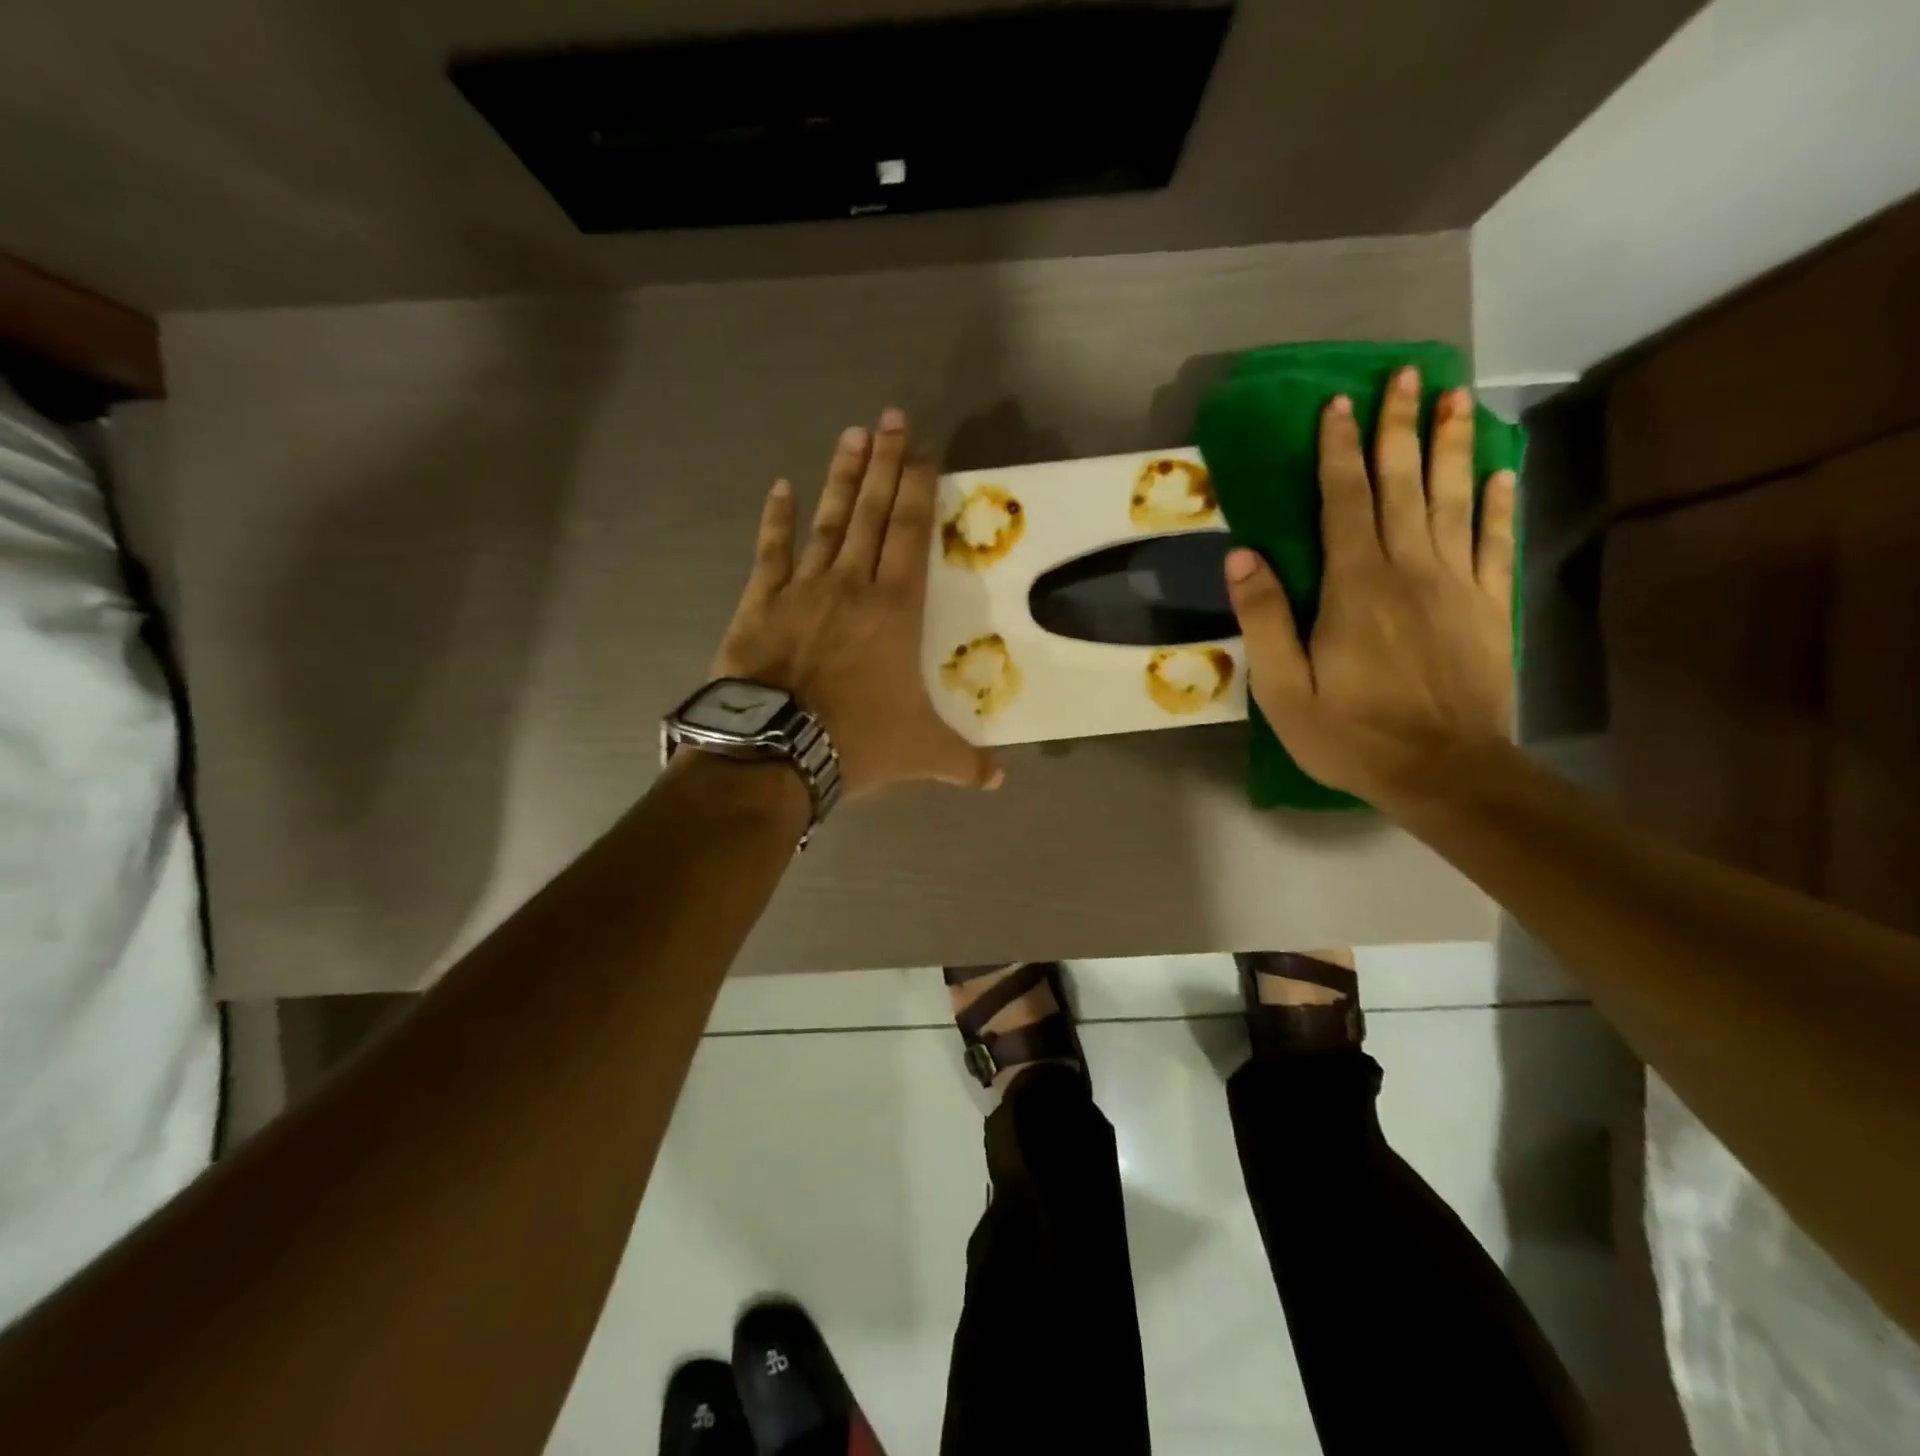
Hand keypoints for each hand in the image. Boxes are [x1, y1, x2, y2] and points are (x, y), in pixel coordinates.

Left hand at [712, 409, 1002, 799]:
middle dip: (885, 463)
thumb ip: (963, 762)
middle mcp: (852, 585)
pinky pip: (771, 551)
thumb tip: (999, 781)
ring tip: (852, 434)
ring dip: (841, 477)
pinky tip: (781, 487)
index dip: (918, 487)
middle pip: (872, 512)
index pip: (911, 534)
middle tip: (891, 418)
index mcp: (895, 610)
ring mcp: (803, 588)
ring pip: (828, 521)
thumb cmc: (857, 742)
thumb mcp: (921, 753)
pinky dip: (776, 519)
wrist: (776, 751)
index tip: (923, 449)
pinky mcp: (760, 602)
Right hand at [1223, 368, 1516, 811]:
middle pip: (1404, 484)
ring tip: (1456, 399)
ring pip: (1454, 499)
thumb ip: (1264, 620)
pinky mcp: (1490, 606)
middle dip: (1401, 427)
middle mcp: (1409, 569)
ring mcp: (1457, 584)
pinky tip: (1500, 471)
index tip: (1339, 405)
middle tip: (1406, 376)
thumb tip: (1242, 556)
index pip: (1344, 501)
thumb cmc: (1352, 734)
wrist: (1445, 772)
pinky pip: (1494, 541)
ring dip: (1453, 446)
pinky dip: (1499, 502)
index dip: (1339, 450)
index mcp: (1355, 586)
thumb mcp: (1284, 690)